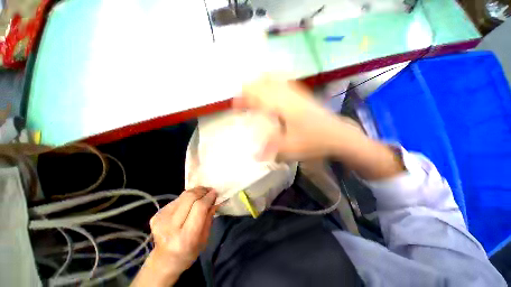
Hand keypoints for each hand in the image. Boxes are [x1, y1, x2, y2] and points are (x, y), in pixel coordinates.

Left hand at [149, 187, 216, 272]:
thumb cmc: (189, 252)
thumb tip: (214, 199)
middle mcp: (171, 227)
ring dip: (195, 192)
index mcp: (185, 237)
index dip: (208, 197)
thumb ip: (209, 217)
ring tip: (202, 193)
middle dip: (202, 191)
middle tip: (209, 190)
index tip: (215, 192)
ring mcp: (161, 219)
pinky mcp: (156, 215)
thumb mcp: (205, 238)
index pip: (199, 207)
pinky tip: (190, 202)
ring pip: (183, 196)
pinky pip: (176, 199)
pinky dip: (186, 197)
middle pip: (190, 197)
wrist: (164, 260)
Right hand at [234, 76, 364, 160]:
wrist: (339, 136)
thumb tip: (254, 157)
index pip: (256, 94)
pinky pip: (285, 82)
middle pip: (263, 82)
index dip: (243, 98)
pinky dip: (274, 82)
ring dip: (261, 84)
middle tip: (243, 100)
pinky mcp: (302, 95)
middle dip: (249, 89)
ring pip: (274, 79)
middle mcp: (287, 95)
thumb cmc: (313, 142)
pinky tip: (272, 89)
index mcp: (281, 106)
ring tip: (254, 94)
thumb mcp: (289, 149)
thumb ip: (269, 151)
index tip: (235, 105)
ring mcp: (296, 93)